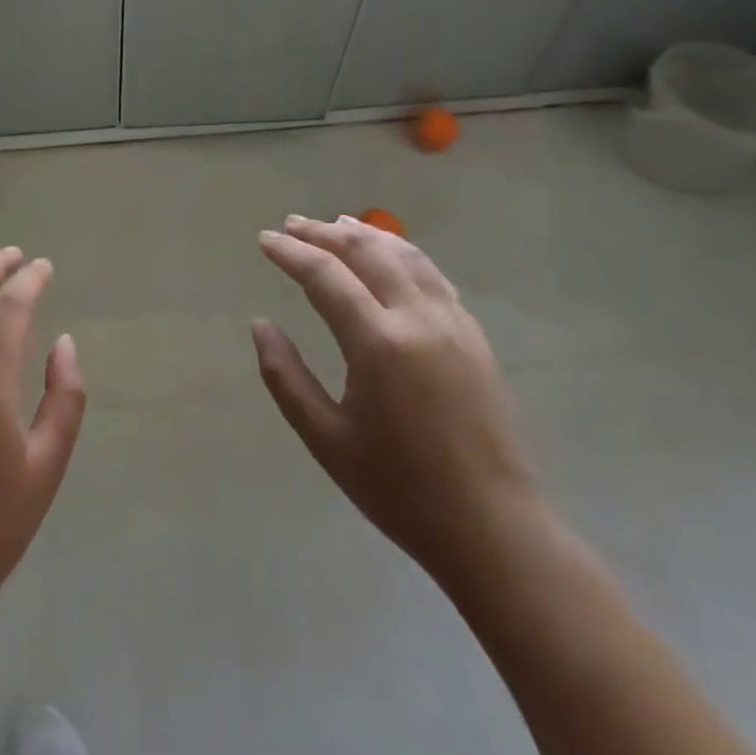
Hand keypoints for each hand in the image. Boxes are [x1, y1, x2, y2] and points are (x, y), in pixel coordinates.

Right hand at [253, 215, 541, 584]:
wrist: (494, 530)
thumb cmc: (400, 490)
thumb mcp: (326, 440)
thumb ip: (286, 377)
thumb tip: (261, 325)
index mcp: (379, 344)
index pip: (325, 276)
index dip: (291, 253)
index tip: (264, 240)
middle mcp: (418, 319)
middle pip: (366, 252)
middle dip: (324, 233)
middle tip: (292, 225)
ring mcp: (453, 324)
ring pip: (405, 256)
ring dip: (365, 234)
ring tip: (336, 224)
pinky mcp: (474, 336)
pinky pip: (433, 276)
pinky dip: (402, 253)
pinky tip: (389, 254)